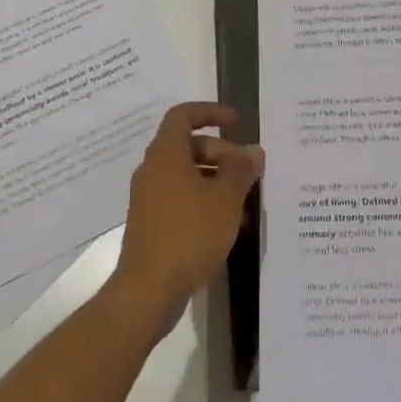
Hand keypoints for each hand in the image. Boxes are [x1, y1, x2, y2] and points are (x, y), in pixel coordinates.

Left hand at [109, 102, 263, 335]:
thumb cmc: (189, 233)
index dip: (210, 112)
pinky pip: (181, 199)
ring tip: (245, 199)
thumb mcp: (225, 198)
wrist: (148, 290)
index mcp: (166, 154)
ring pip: (187, 175)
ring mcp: (149, 199)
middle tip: (249, 171)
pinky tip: (228, 224)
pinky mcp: (152, 224)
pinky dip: (204, 201)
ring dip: (216, 180)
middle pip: (188, 146)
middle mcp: (153, 170)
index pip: (183, 115)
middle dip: (222, 152)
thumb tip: (252, 151)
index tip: (237, 122)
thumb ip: (241, 169)